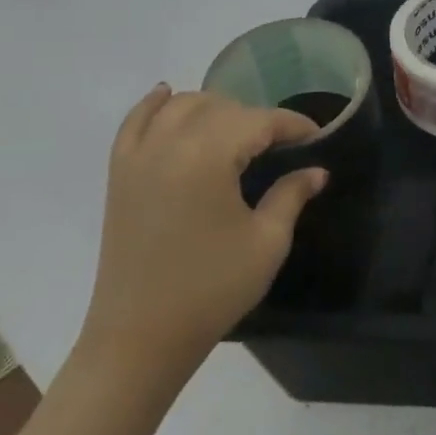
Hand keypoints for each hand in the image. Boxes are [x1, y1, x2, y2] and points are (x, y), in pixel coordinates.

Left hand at [80, 87, 327, 372]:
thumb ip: (291, 195)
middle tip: (281, 144)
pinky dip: (153, 105)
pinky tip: (168, 95)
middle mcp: (168, 144)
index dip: (292, 124)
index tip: (316, 135)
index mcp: (208, 157)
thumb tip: (316, 170)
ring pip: (180, 106)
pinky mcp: (119, 174)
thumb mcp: (266, 242)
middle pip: (221, 107)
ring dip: (214, 108)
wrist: (139, 338)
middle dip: (256, 118)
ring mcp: (138, 156)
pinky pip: (134, 122)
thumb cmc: (211, 290)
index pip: (259, 121)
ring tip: (237, 131)